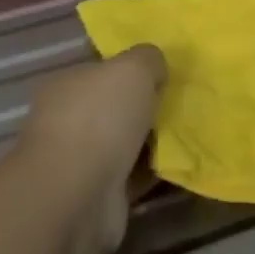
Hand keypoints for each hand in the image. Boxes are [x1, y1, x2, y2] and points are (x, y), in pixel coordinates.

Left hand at [16, 45, 166, 253]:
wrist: (78, 194)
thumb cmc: (99, 118)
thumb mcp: (132, 68)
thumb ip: (147, 59)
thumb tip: (155, 66)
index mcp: (66, 83)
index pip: (98, 69)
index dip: (128, 67)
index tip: (161, 70)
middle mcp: (68, 120)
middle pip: (113, 106)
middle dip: (142, 105)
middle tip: (180, 100)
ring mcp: (80, 160)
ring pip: (124, 141)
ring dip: (150, 139)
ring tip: (187, 131)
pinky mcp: (98, 194)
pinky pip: (133, 175)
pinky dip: (153, 170)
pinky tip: (180, 163)